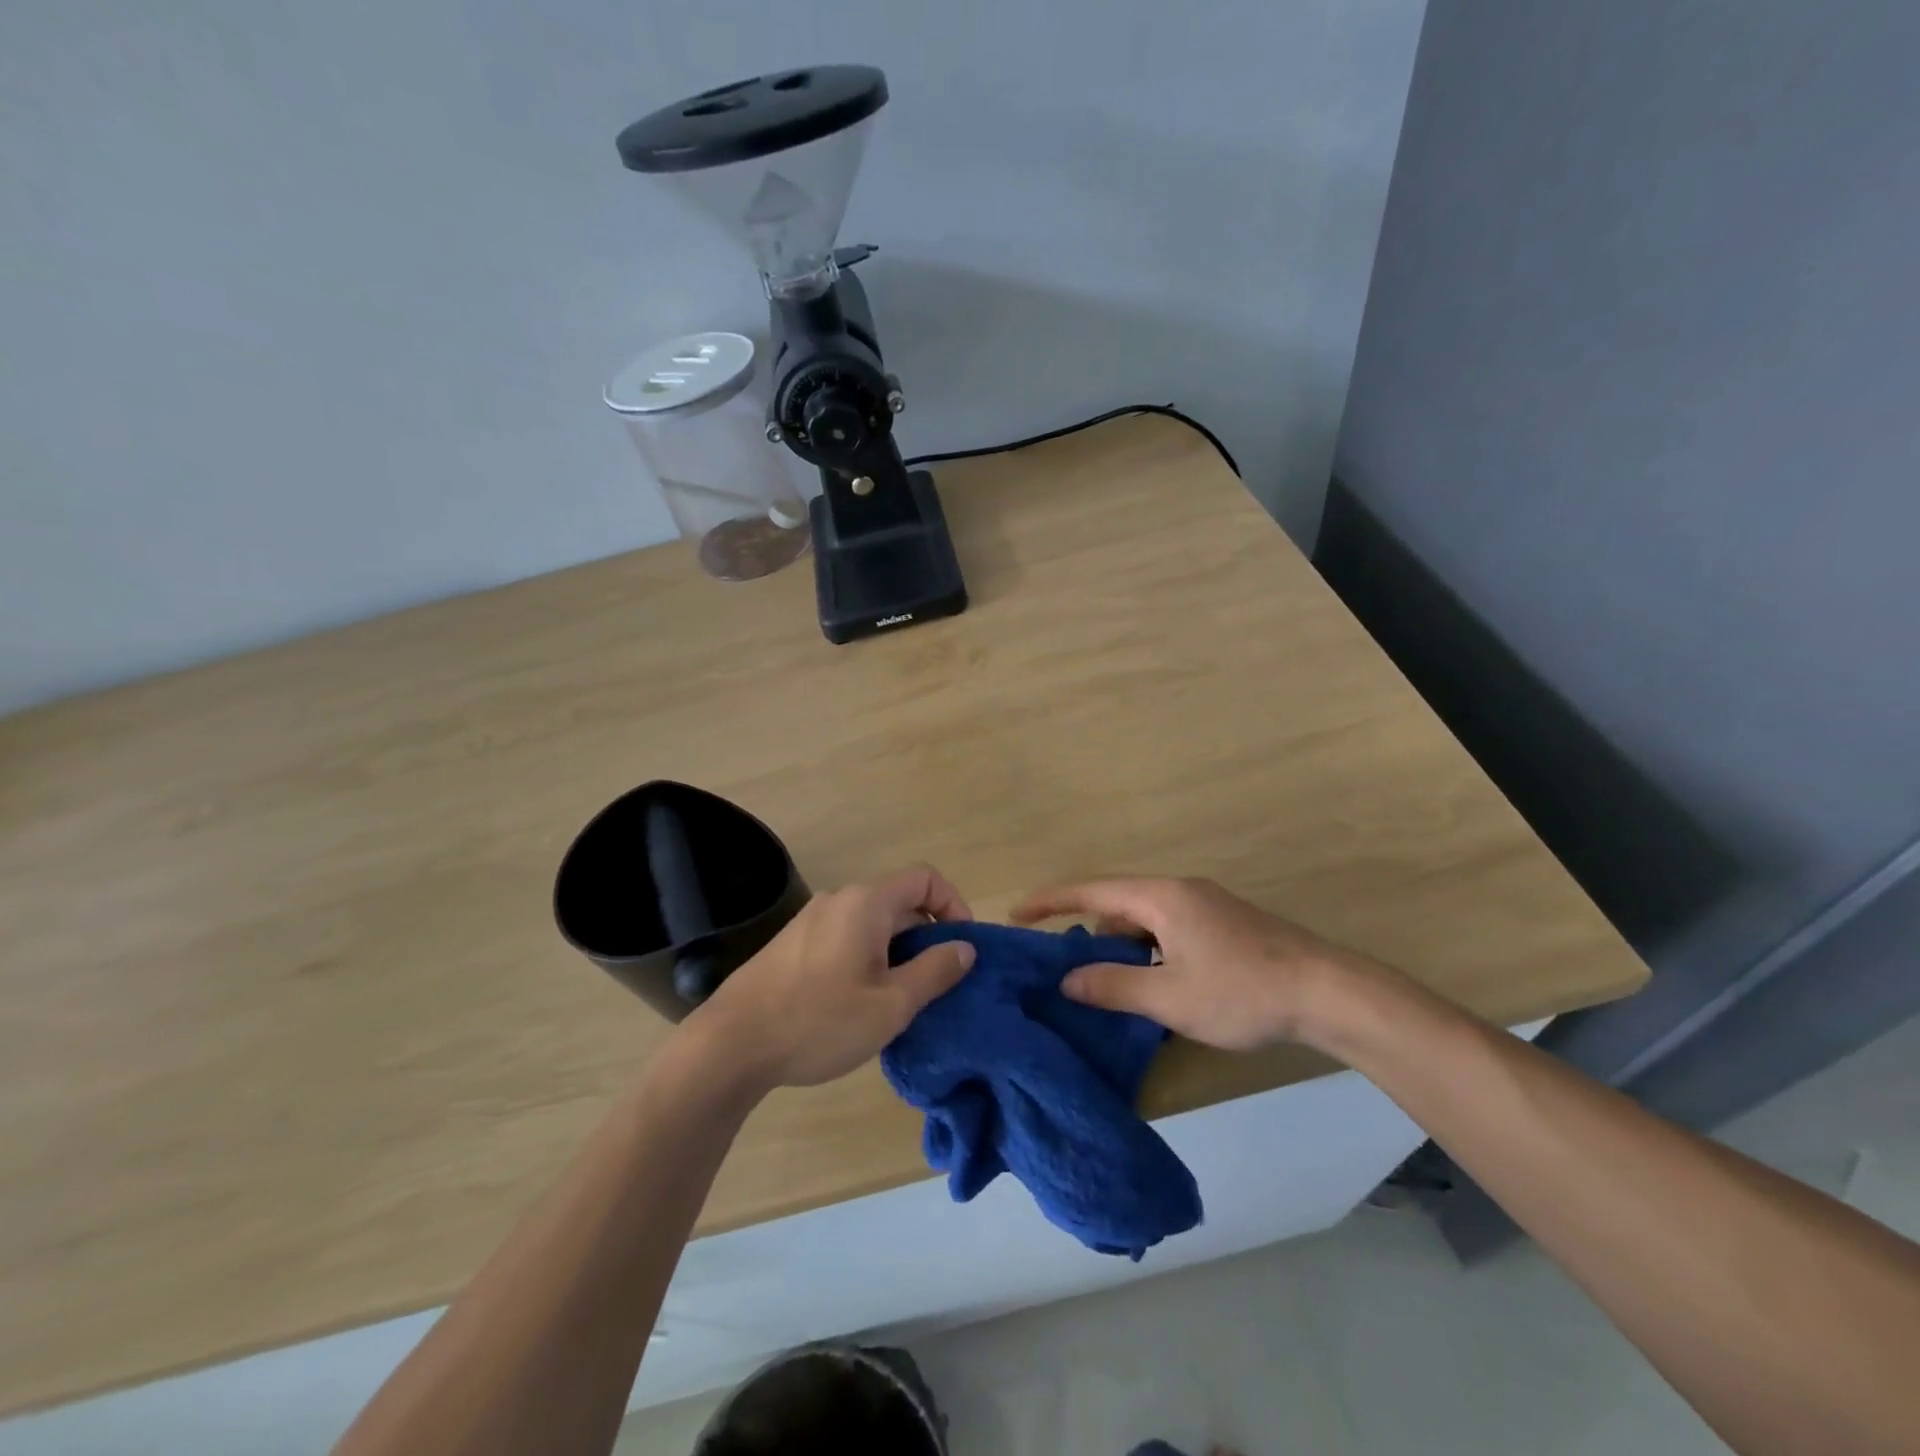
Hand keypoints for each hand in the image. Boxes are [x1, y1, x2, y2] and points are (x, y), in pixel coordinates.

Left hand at [690, 864, 977, 1089]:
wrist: (731, 1044)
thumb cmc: (819, 1021)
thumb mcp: (890, 1005)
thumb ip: (935, 971)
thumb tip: (965, 947)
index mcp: (866, 903)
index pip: (925, 878)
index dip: (953, 904)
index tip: (962, 946)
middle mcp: (839, 899)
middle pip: (899, 901)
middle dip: (926, 935)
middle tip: (936, 983)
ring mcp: (811, 920)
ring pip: (871, 922)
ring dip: (897, 950)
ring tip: (901, 998)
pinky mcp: (792, 944)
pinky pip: (845, 937)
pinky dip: (868, 957)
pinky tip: (859, 1002)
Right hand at [1012, 876, 1364, 1050]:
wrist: (1329, 992)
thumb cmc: (1242, 991)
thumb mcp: (1170, 997)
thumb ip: (1113, 986)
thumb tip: (1067, 979)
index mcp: (1160, 897)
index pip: (1090, 890)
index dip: (1050, 901)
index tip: (1017, 915)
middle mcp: (1180, 891)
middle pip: (1118, 906)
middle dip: (1094, 938)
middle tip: (1080, 979)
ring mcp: (1206, 905)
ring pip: (1146, 921)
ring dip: (1126, 950)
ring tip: (1123, 993)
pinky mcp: (1226, 924)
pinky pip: (1170, 929)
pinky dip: (1153, 952)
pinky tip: (1163, 989)